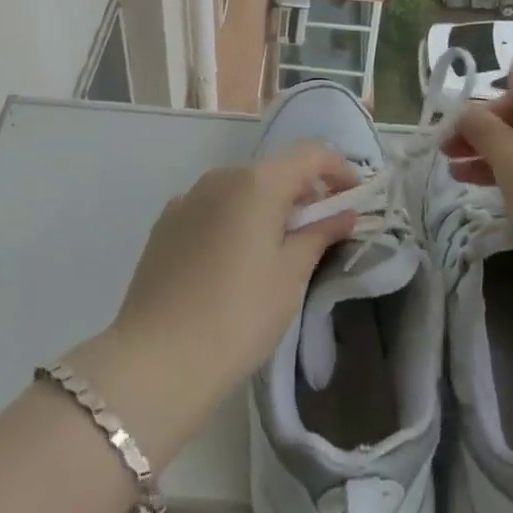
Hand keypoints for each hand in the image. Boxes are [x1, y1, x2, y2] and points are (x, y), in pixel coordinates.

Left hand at [89, 143, 357, 413]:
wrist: (157, 358)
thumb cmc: (239, 315)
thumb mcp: (290, 276)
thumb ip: (319, 235)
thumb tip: (343, 213)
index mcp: (257, 182)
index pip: (310, 154)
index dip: (339, 169)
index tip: (355, 196)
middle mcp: (221, 176)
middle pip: (274, 170)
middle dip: (302, 192)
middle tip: (322, 230)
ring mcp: (188, 197)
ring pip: (241, 188)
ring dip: (267, 205)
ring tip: (278, 247)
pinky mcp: (166, 222)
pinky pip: (212, 207)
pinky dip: (234, 218)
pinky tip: (234, 259)